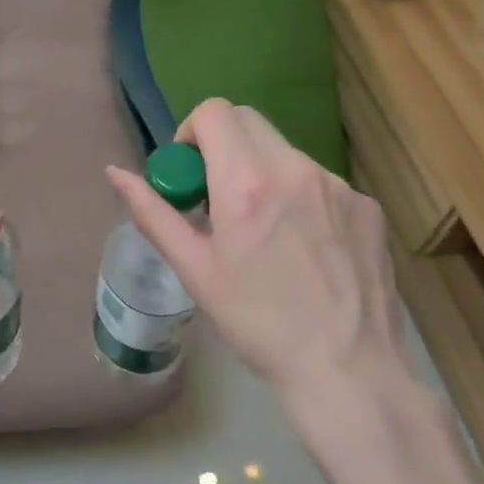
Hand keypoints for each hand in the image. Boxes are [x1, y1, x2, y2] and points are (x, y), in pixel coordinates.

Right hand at [105, 98, 410, 408]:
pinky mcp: (368, 205)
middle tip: (218, 198)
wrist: (349, 371)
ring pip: (285, 153)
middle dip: (224, 146)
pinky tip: (306, 248)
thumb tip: (115, 172)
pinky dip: (301, 198)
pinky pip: (320, 183)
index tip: (190, 173)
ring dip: (263, 173)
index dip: (192, 132)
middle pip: (249, 122)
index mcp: (246, 183)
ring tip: (265, 233)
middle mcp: (295, 169)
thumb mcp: (195, 270)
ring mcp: (338, 185)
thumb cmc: (258, 324)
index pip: (214, 112)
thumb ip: (153, 213)